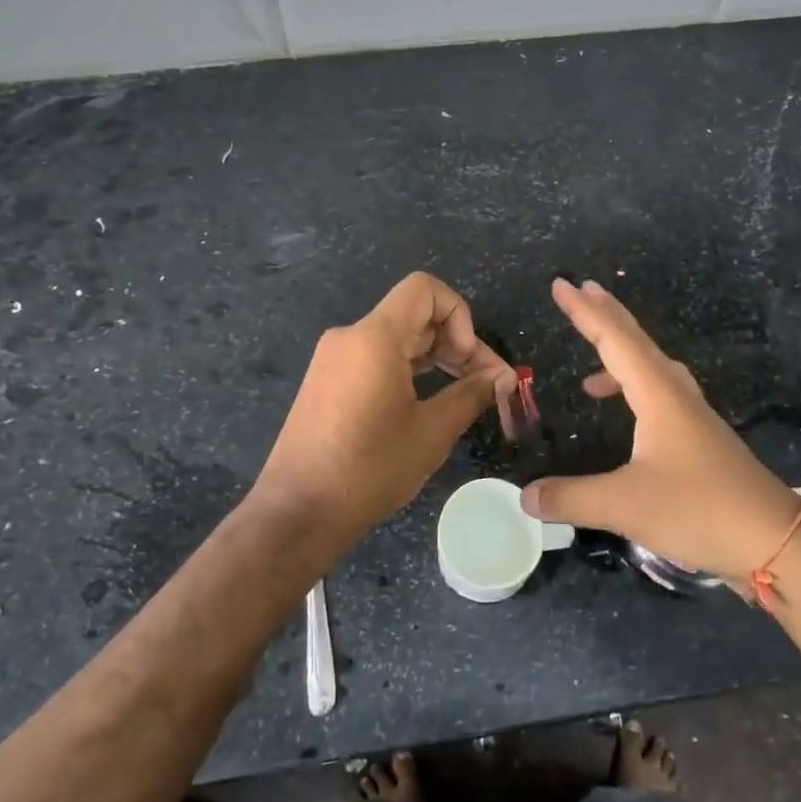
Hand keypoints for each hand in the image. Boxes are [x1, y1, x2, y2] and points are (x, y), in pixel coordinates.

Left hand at [257, 272, 512, 539]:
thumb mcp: (431, 432)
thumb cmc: (369, 469)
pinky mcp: (327, 382)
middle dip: (457, 342)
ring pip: (397, 339)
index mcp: (374, 337)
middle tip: (489, 384)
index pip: (424, 289)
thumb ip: (471, 394)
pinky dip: (408, 370)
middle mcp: (350, 337)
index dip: (459, 313)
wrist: (297, 512)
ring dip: (436, 358)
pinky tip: (427, 402)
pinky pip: (375, 359)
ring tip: (466, 394)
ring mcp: (334, 359)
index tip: (468, 359)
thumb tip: (502, 378)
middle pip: (415, 316)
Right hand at [520, 278, 800, 585]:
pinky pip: (661, 395)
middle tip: (582, 289)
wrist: (777, 543)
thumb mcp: (626, 506)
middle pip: (638, 343)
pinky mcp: (702, 442)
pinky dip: (635, 390)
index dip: (584, 312)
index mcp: (659, 396)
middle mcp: (677, 397)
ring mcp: (694, 419)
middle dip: (607, 315)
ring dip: (623, 354)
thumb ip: (571, 498)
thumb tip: (524, 496)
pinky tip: (629, 418)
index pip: (614, 341)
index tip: (560, 284)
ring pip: (653, 369)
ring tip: (592, 369)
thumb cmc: (701, 510)